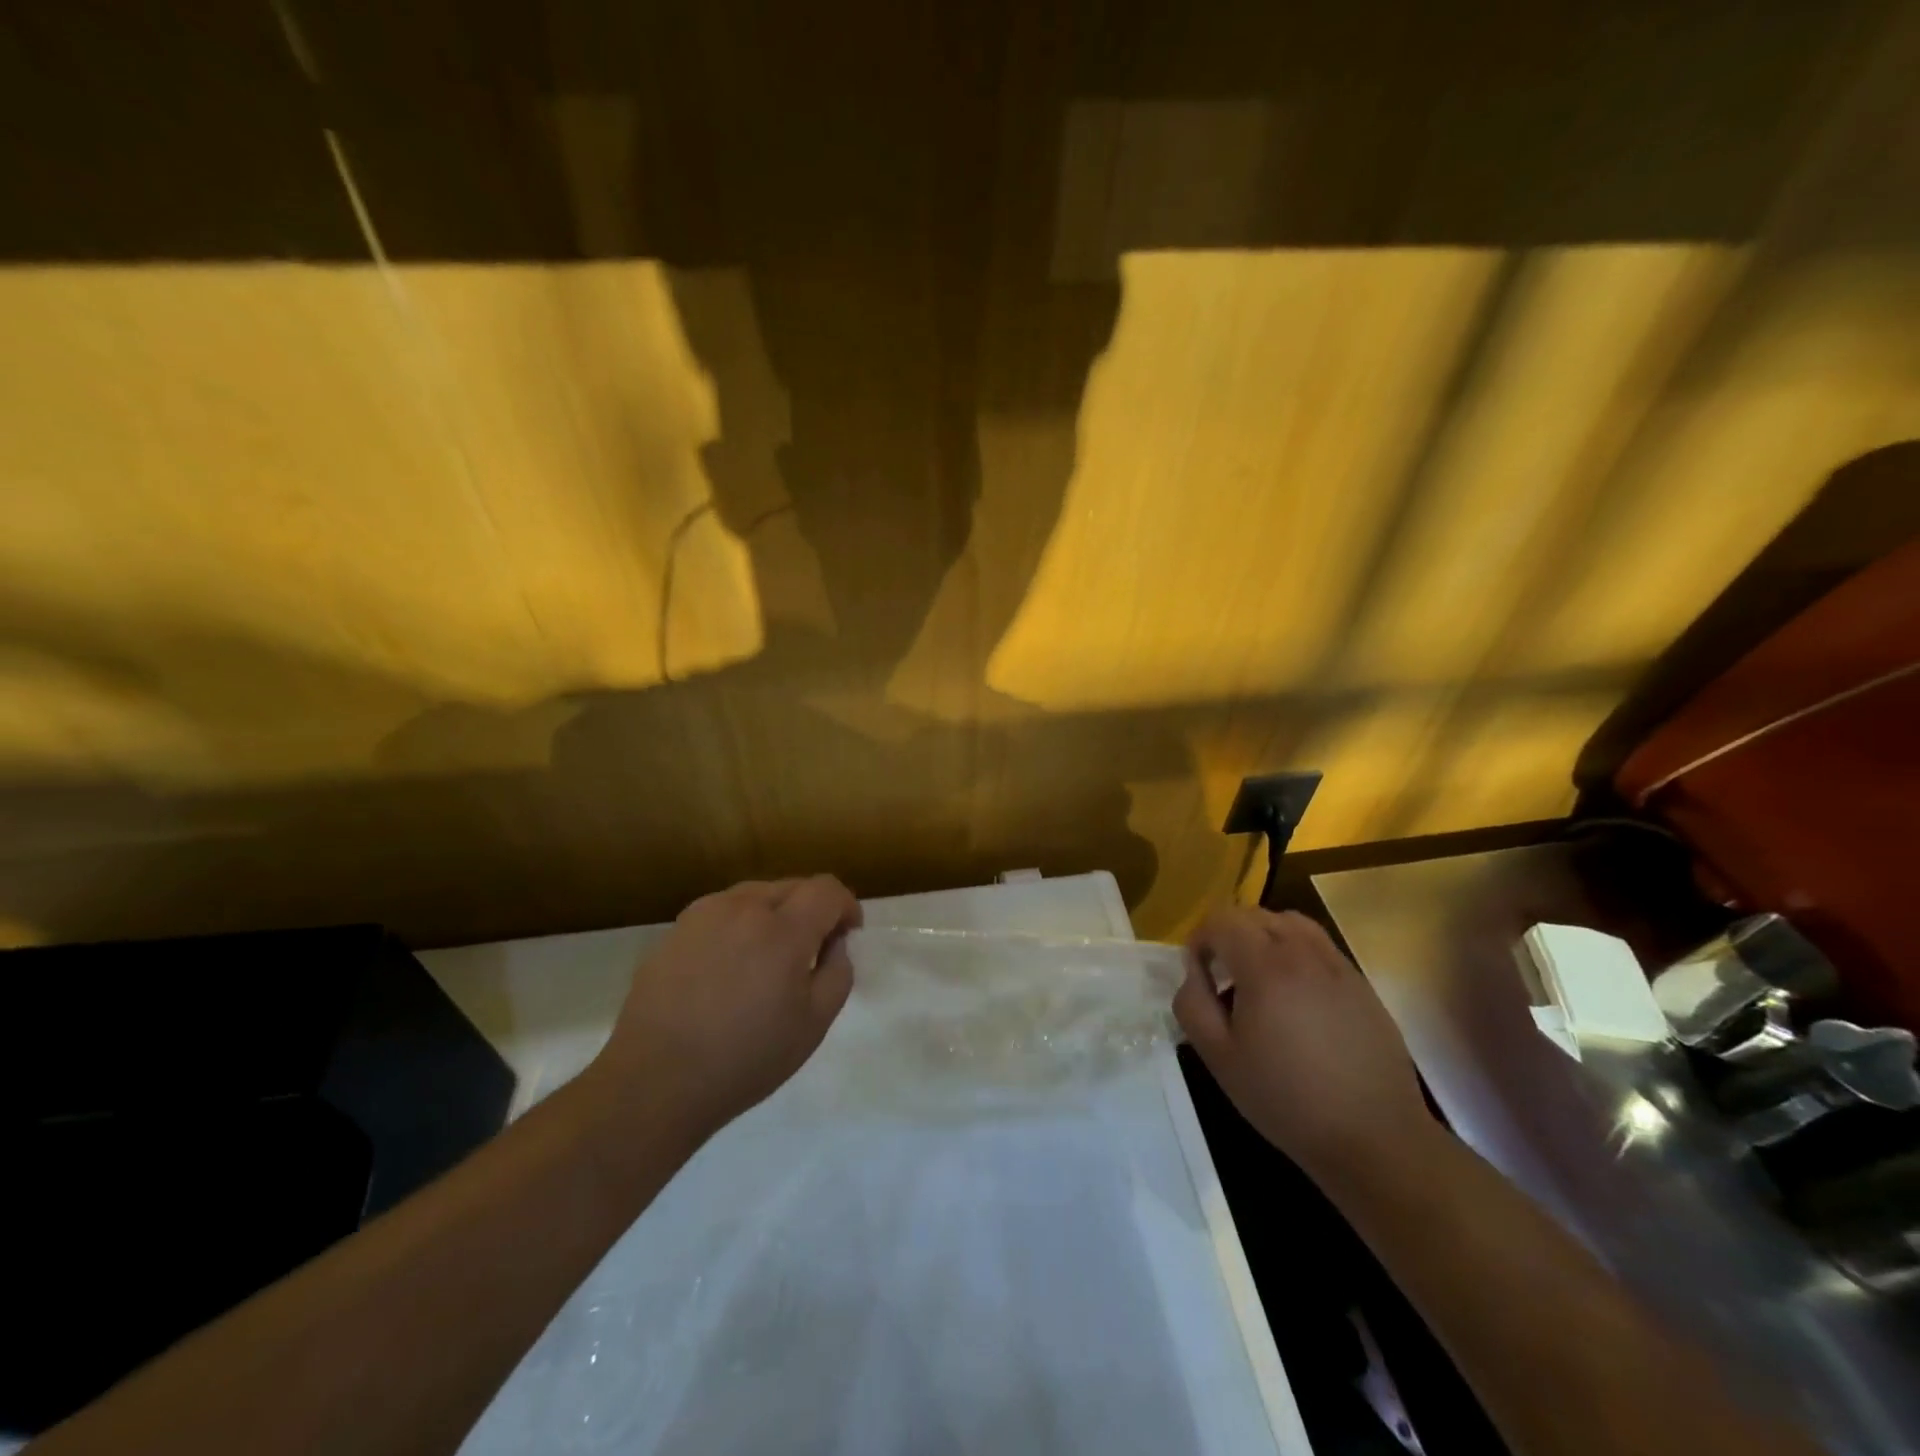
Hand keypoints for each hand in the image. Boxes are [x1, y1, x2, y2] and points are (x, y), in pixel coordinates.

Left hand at [588, 876, 861, 1144]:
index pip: (826, 890)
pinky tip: (729, 969)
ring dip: (774, 914)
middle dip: (811, 909)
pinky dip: (739, 926)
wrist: (654, 1082)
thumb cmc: (744, 1059)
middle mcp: (743, 907)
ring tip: (768, 959)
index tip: (848, 933)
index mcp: (783, 930)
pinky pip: (722, 913)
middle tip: (812, 951)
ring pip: (755, 895)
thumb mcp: (813, 1025)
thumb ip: (838, 973)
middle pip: (791, 886)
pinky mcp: (675, 930)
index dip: (846, 905)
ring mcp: (704, 914)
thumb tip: (834, 944)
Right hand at [1173, 907, 1435, 1183]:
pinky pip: (1319, 948)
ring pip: (1291, 924)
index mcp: (1266, 966)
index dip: (1200, 939)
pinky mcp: (1362, 985)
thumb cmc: (1286, 1099)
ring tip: (1258, 979)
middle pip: (1255, 914)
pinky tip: (1295, 1000)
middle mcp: (1304, 952)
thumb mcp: (1219, 1058)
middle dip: (1229, 935)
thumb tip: (1194, 972)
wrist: (1375, 1138)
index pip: (1222, 920)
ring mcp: (1339, 966)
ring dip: (1264, 937)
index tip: (1198, 973)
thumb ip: (1193, 1004)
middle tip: (1221, 977)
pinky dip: (1296, 954)